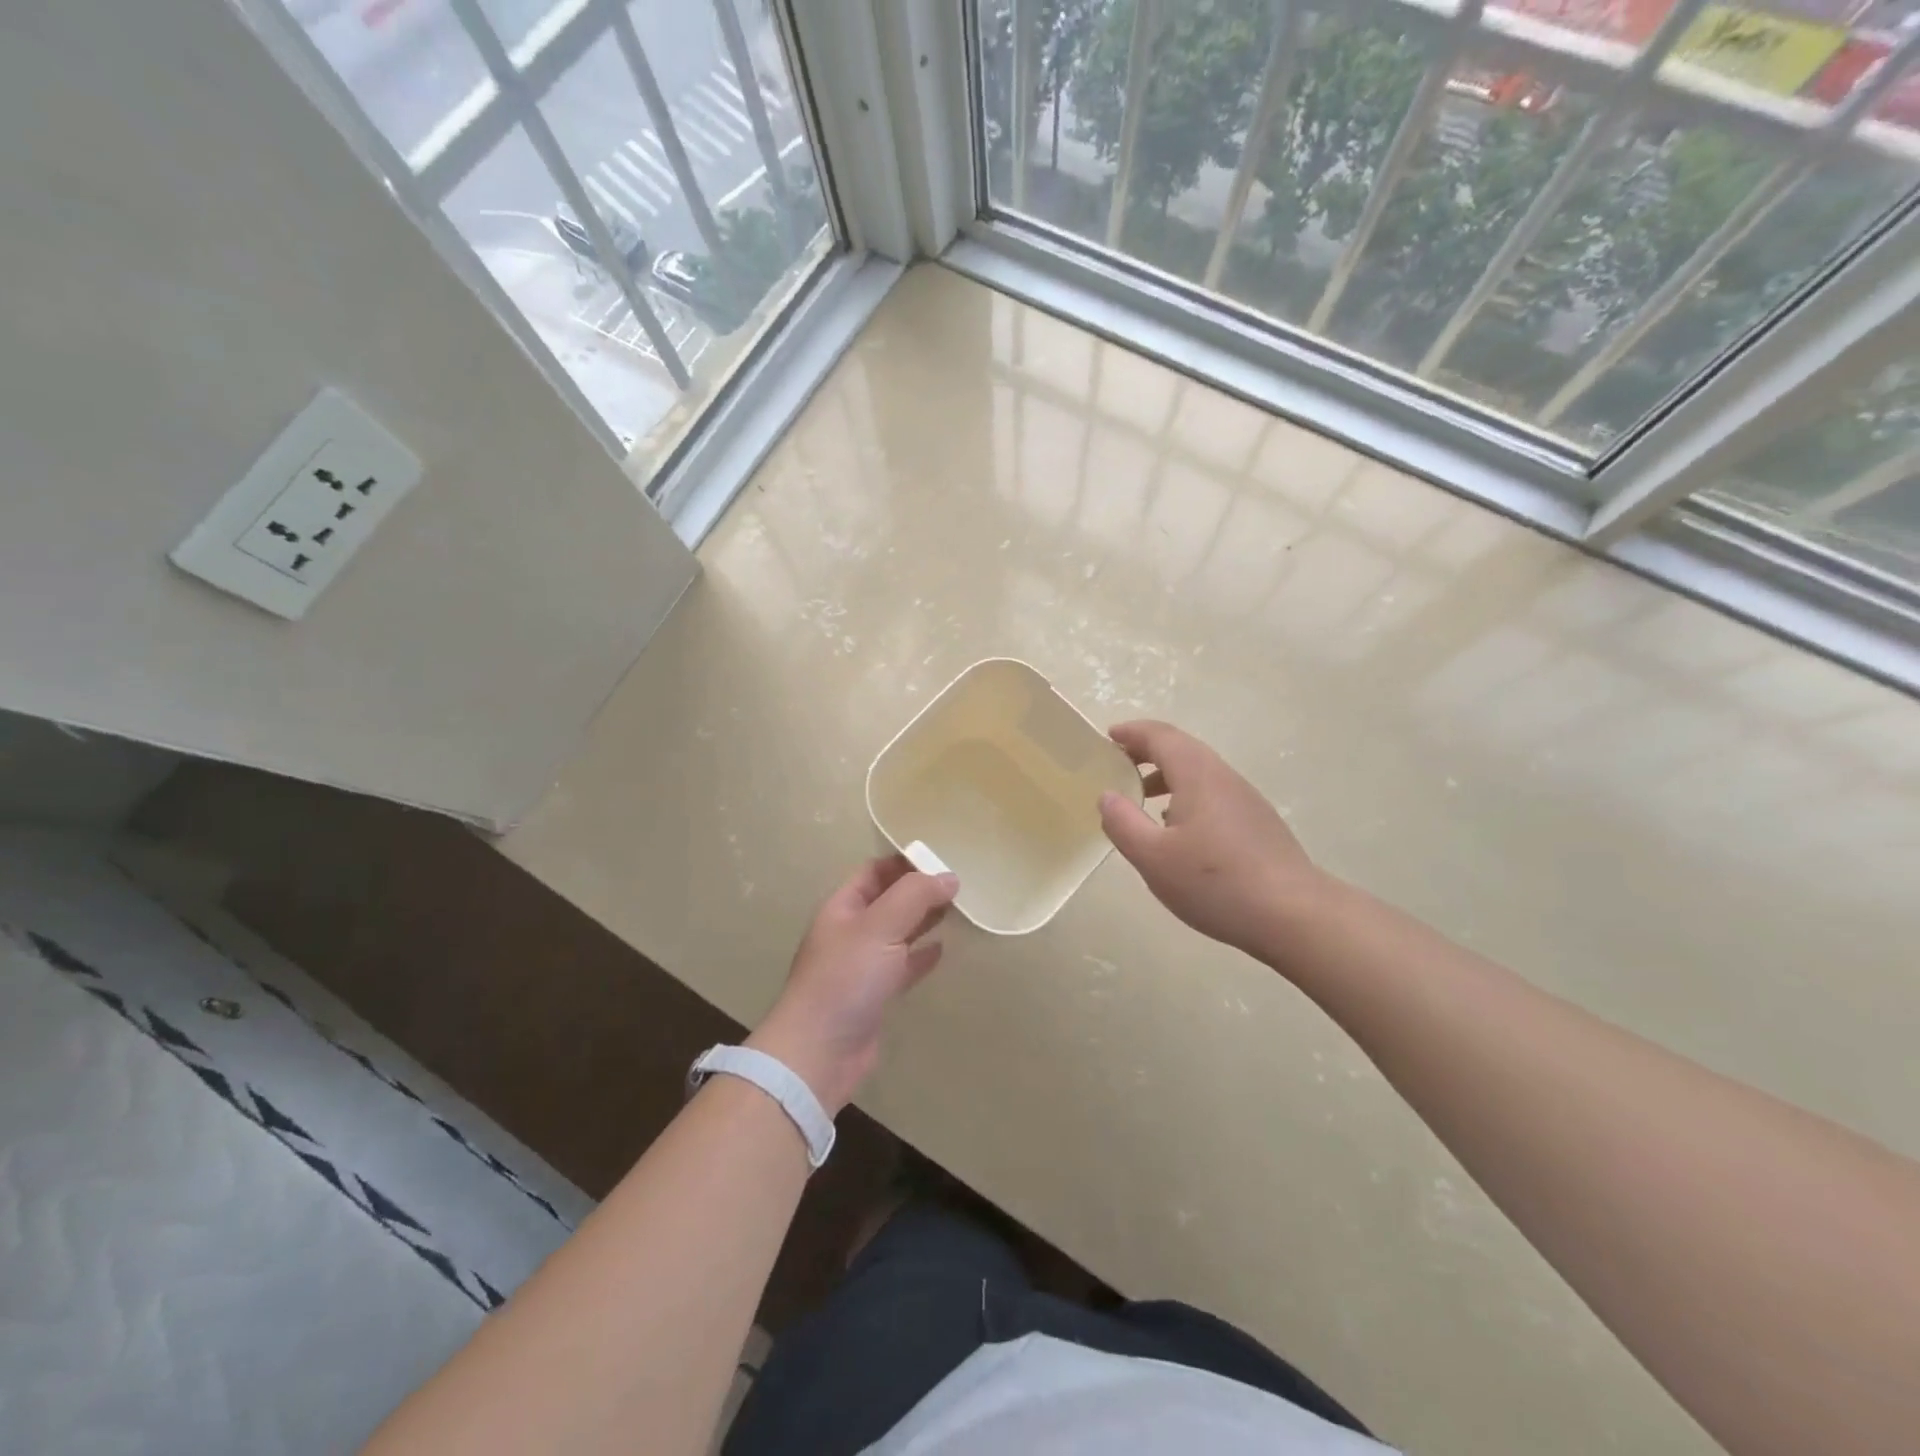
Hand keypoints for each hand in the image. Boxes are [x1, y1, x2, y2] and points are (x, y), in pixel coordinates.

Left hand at [748, 855, 958, 1113]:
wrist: (819, 1052)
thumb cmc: (846, 979)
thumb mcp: (879, 926)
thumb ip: (915, 896)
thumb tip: (949, 877)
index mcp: (843, 907)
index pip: (875, 871)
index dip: (904, 861)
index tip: (940, 857)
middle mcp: (851, 931)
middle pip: (888, 900)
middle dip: (919, 890)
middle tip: (958, 884)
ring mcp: (862, 965)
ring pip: (897, 932)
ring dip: (923, 920)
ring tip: (957, 910)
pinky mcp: (874, 995)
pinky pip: (902, 966)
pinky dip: (921, 955)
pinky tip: (942, 950)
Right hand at [1099, 720, 1326, 958]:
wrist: (1294, 915)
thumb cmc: (1215, 882)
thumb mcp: (1153, 857)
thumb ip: (1123, 823)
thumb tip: (1107, 796)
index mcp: (1197, 774)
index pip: (1160, 736)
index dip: (1132, 733)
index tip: (1108, 737)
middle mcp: (1223, 777)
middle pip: (1182, 749)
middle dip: (1146, 752)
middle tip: (1117, 767)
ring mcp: (1245, 800)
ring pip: (1199, 773)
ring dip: (1166, 777)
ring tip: (1142, 800)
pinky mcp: (1257, 824)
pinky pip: (1213, 795)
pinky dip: (1186, 797)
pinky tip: (1179, 831)